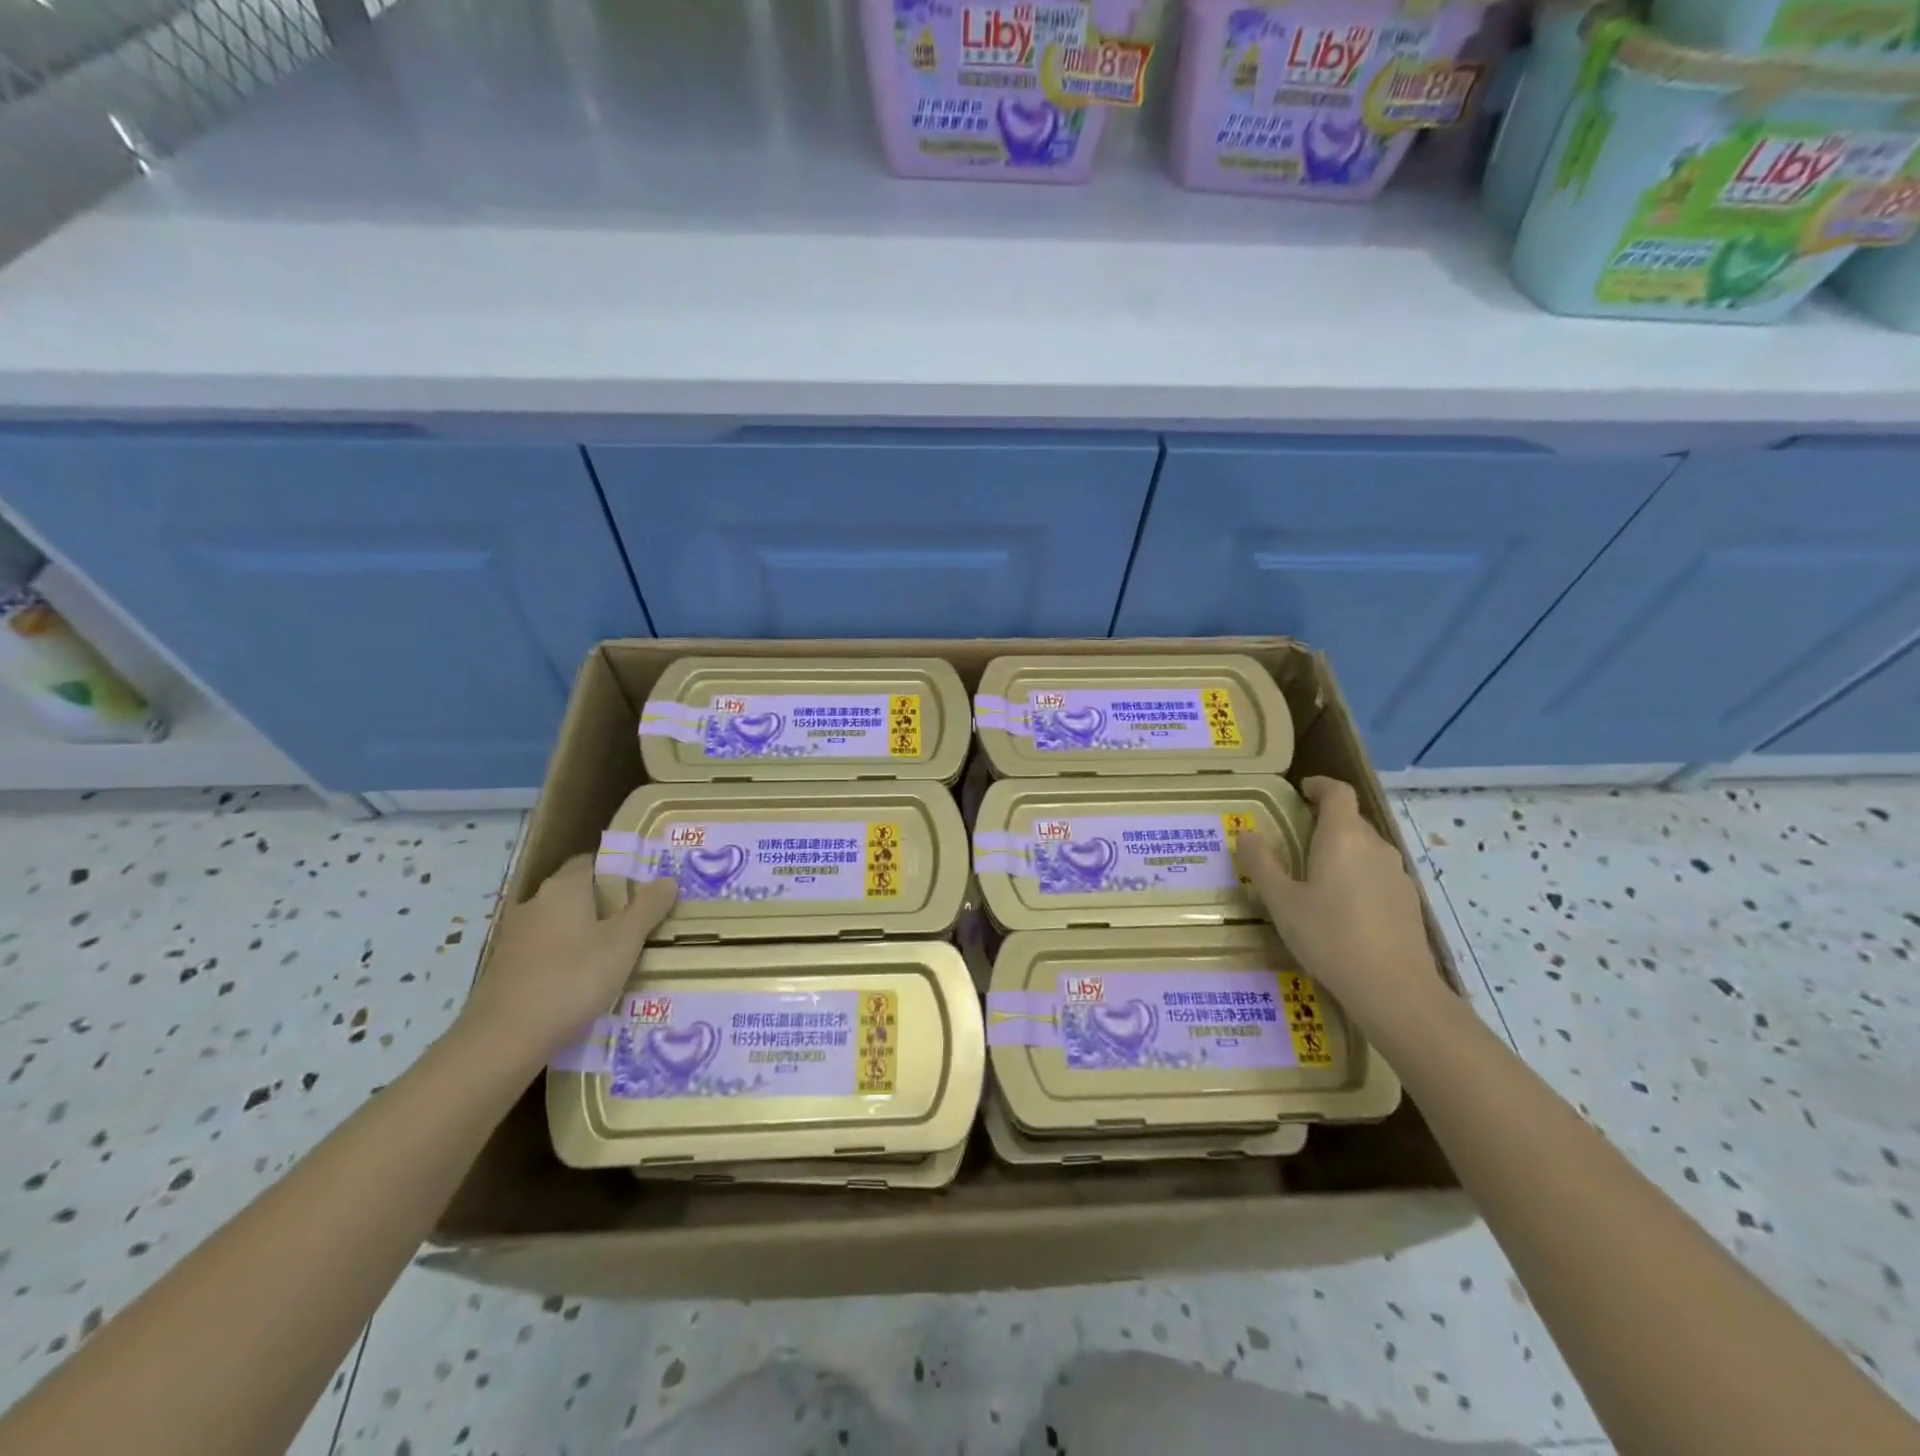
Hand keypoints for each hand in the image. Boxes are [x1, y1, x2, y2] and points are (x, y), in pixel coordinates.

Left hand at [457, 854, 676, 1069]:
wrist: (503, 1039)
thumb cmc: (573, 978)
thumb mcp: (624, 942)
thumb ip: (648, 908)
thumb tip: (667, 879)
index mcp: (564, 888)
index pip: (590, 862)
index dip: (617, 870)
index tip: (641, 888)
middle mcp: (534, 903)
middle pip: (575, 892)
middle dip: (604, 904)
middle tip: (636, 923)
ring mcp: (514, 936)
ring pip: (558, 923)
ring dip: (583, 933)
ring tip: (613, 956)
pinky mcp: (504, 967)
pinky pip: (543, 950)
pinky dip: (563, 958)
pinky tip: (580, 982)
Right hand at [1233, 776, 1445, 1031]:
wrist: (1395, 989)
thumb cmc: (1329, 936)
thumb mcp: (1282, 901)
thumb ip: (1262, 864)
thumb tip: (1246, 833)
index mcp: (1342, 837)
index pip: (1338, 793)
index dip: (1320, 786)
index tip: (1302, 791)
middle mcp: (1375, 846)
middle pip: (1351, 820)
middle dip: (1325, 821)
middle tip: (1296, 837)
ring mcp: (1397, 874)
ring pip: (1366, 848)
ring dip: (1342, 850)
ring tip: (1316, 874)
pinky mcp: (1408, 901)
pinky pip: (1378, 873)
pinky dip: (1358, 875)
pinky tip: (1343, 907)